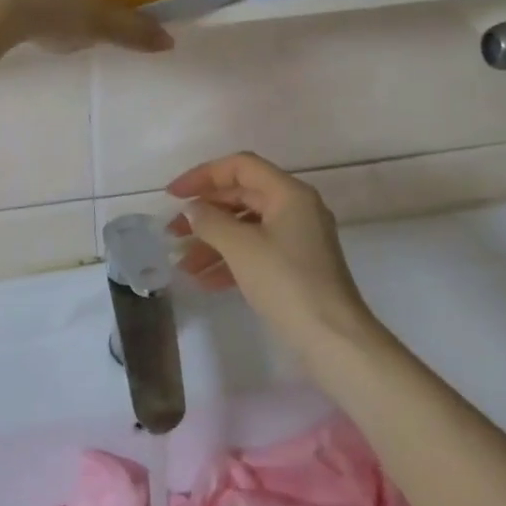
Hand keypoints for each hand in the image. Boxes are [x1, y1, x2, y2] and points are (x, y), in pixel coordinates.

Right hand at [167, 153, 381, 355]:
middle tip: (172, 232)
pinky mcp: (295, 267)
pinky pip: (255, 252)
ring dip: (212, 242)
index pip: (240, 167)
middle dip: (204, 213)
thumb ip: (211, 222)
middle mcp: (296, 209)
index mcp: (289, 193)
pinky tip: (203, 281)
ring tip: (182, 264)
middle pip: (241, 196)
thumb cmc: (286, 283)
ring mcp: (297, 239)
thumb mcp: (242, 248)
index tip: (172, 195)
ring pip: (246, 228)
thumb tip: (193, 209)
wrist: (333, 338)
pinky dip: (229, 261)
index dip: (203, 175)